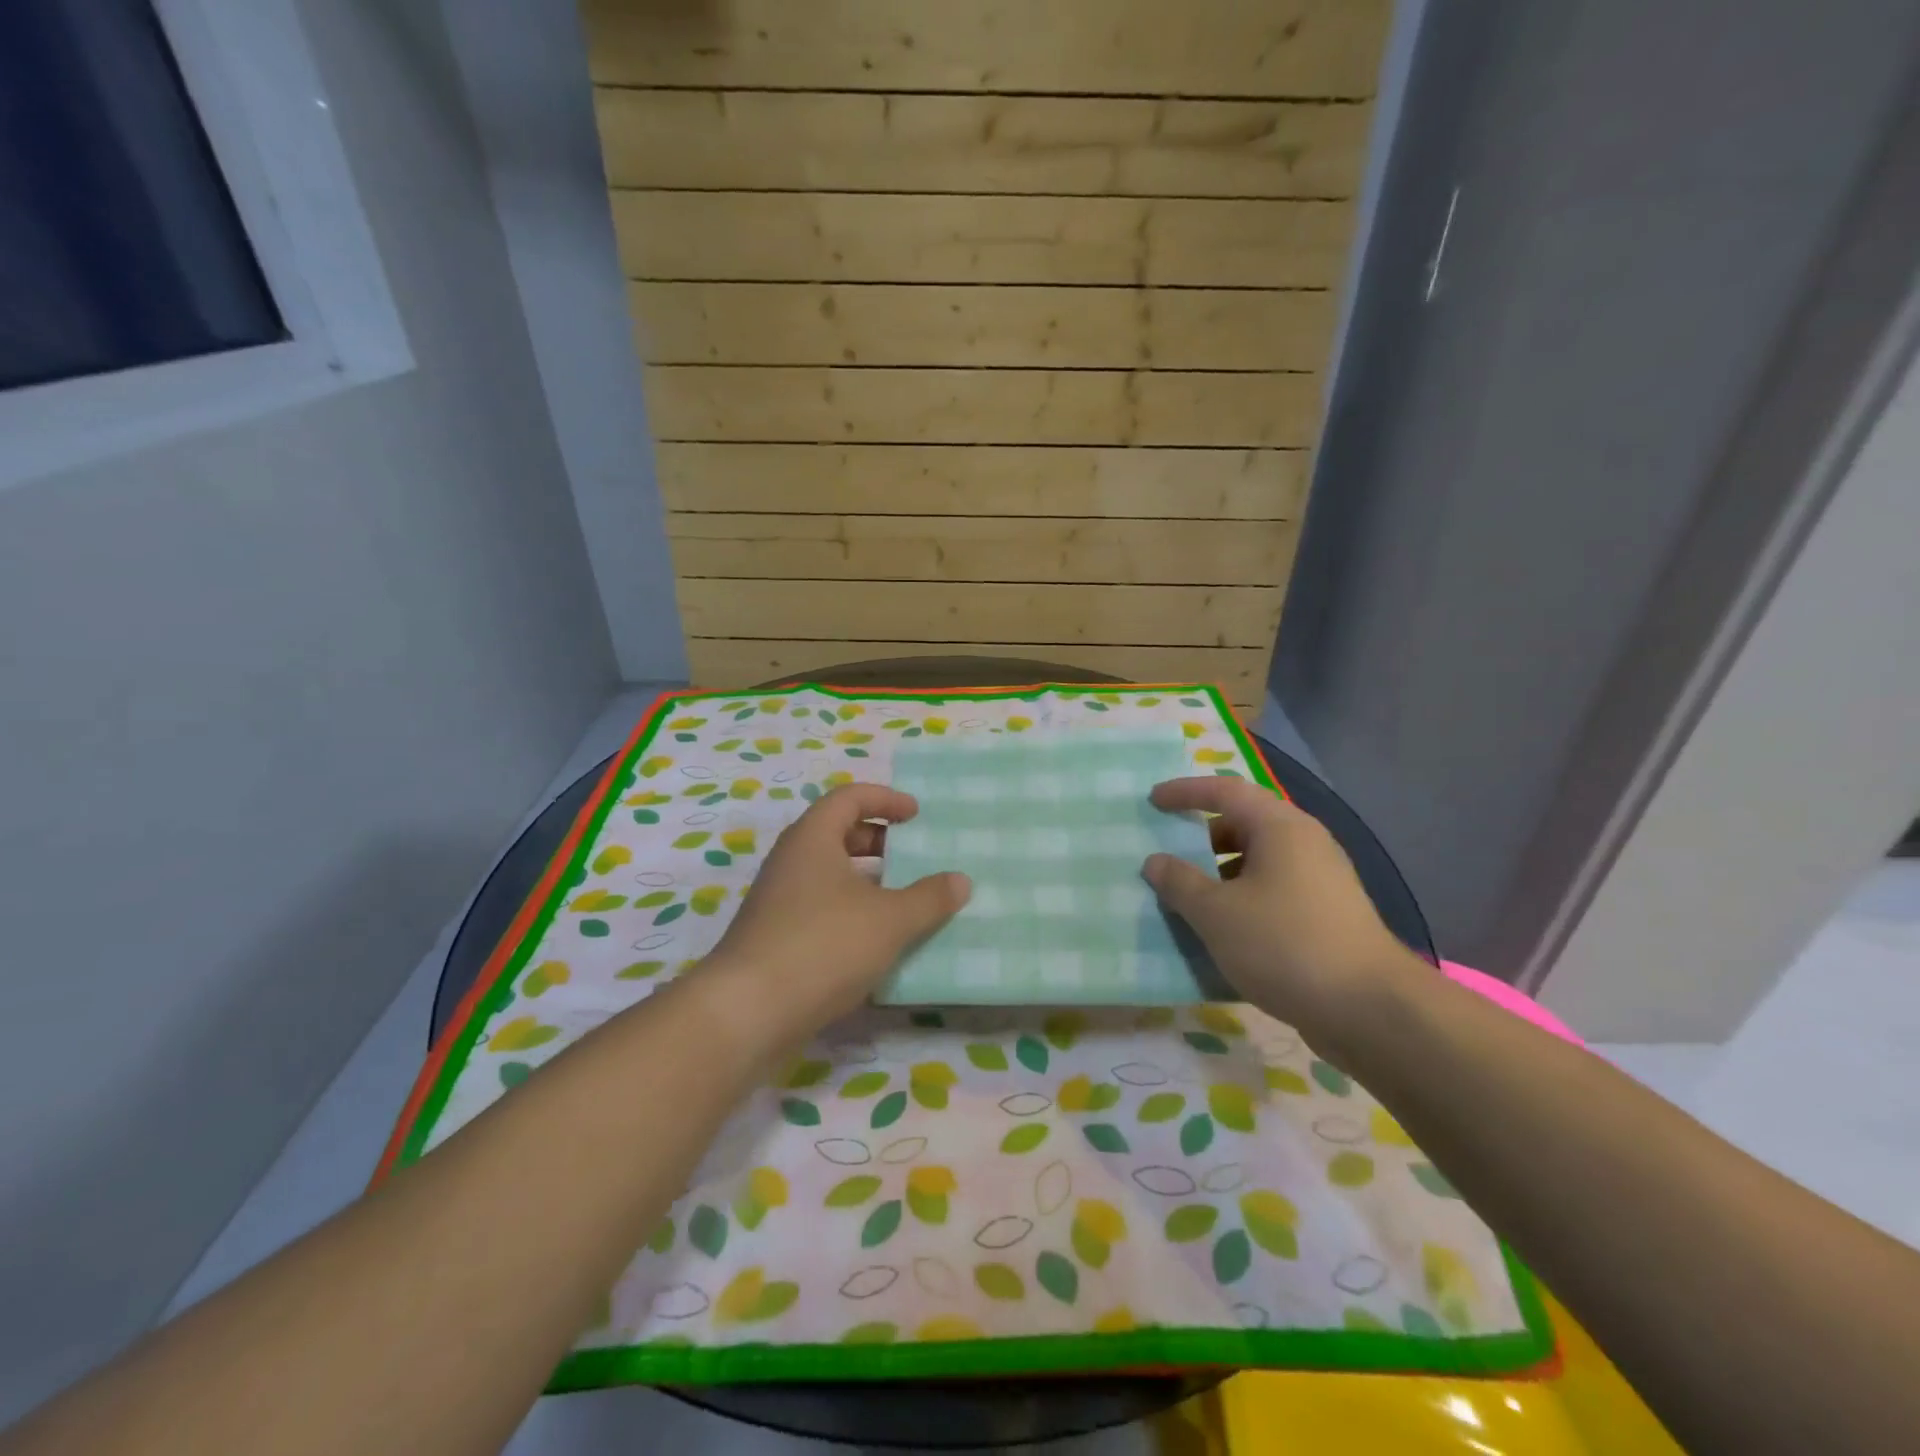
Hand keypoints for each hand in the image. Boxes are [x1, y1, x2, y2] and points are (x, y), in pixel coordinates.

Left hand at [698, 784, 969, 1053]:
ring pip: (829, 875)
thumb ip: (929, 898)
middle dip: (878, 840)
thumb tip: (960, 881)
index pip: (849, 798)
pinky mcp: (775, 936)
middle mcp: (791, 861)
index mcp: (813, 838)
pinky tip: (875, 942)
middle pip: (837, 833)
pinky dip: (851, 912)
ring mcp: (778, 900)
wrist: (748, 1012)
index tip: (917, 814)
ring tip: (902, 901)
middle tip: (912, 856)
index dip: (886, 799)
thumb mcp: (890, 920)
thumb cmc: (823, 945)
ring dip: (866, 881)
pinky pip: (820, 908)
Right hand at [1142, 777, 1419, 1046]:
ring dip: (1220, 872)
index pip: (1226, 791)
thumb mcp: (1216, 913)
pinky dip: (1242, 898)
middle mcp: (1305, 843)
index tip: (1153, 801)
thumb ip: (1179, 882)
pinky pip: (1273, 890)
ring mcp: (1322, 879)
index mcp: (1280, 827)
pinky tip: (1224, 930)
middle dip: (1203, 835)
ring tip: (1189, 896)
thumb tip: (1155, 862)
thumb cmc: (1284, 944)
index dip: (1186, 792)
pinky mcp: (1328, 914)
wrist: (1370, 1010)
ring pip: (1260, 860)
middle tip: (1169, 851)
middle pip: (1245, 823)